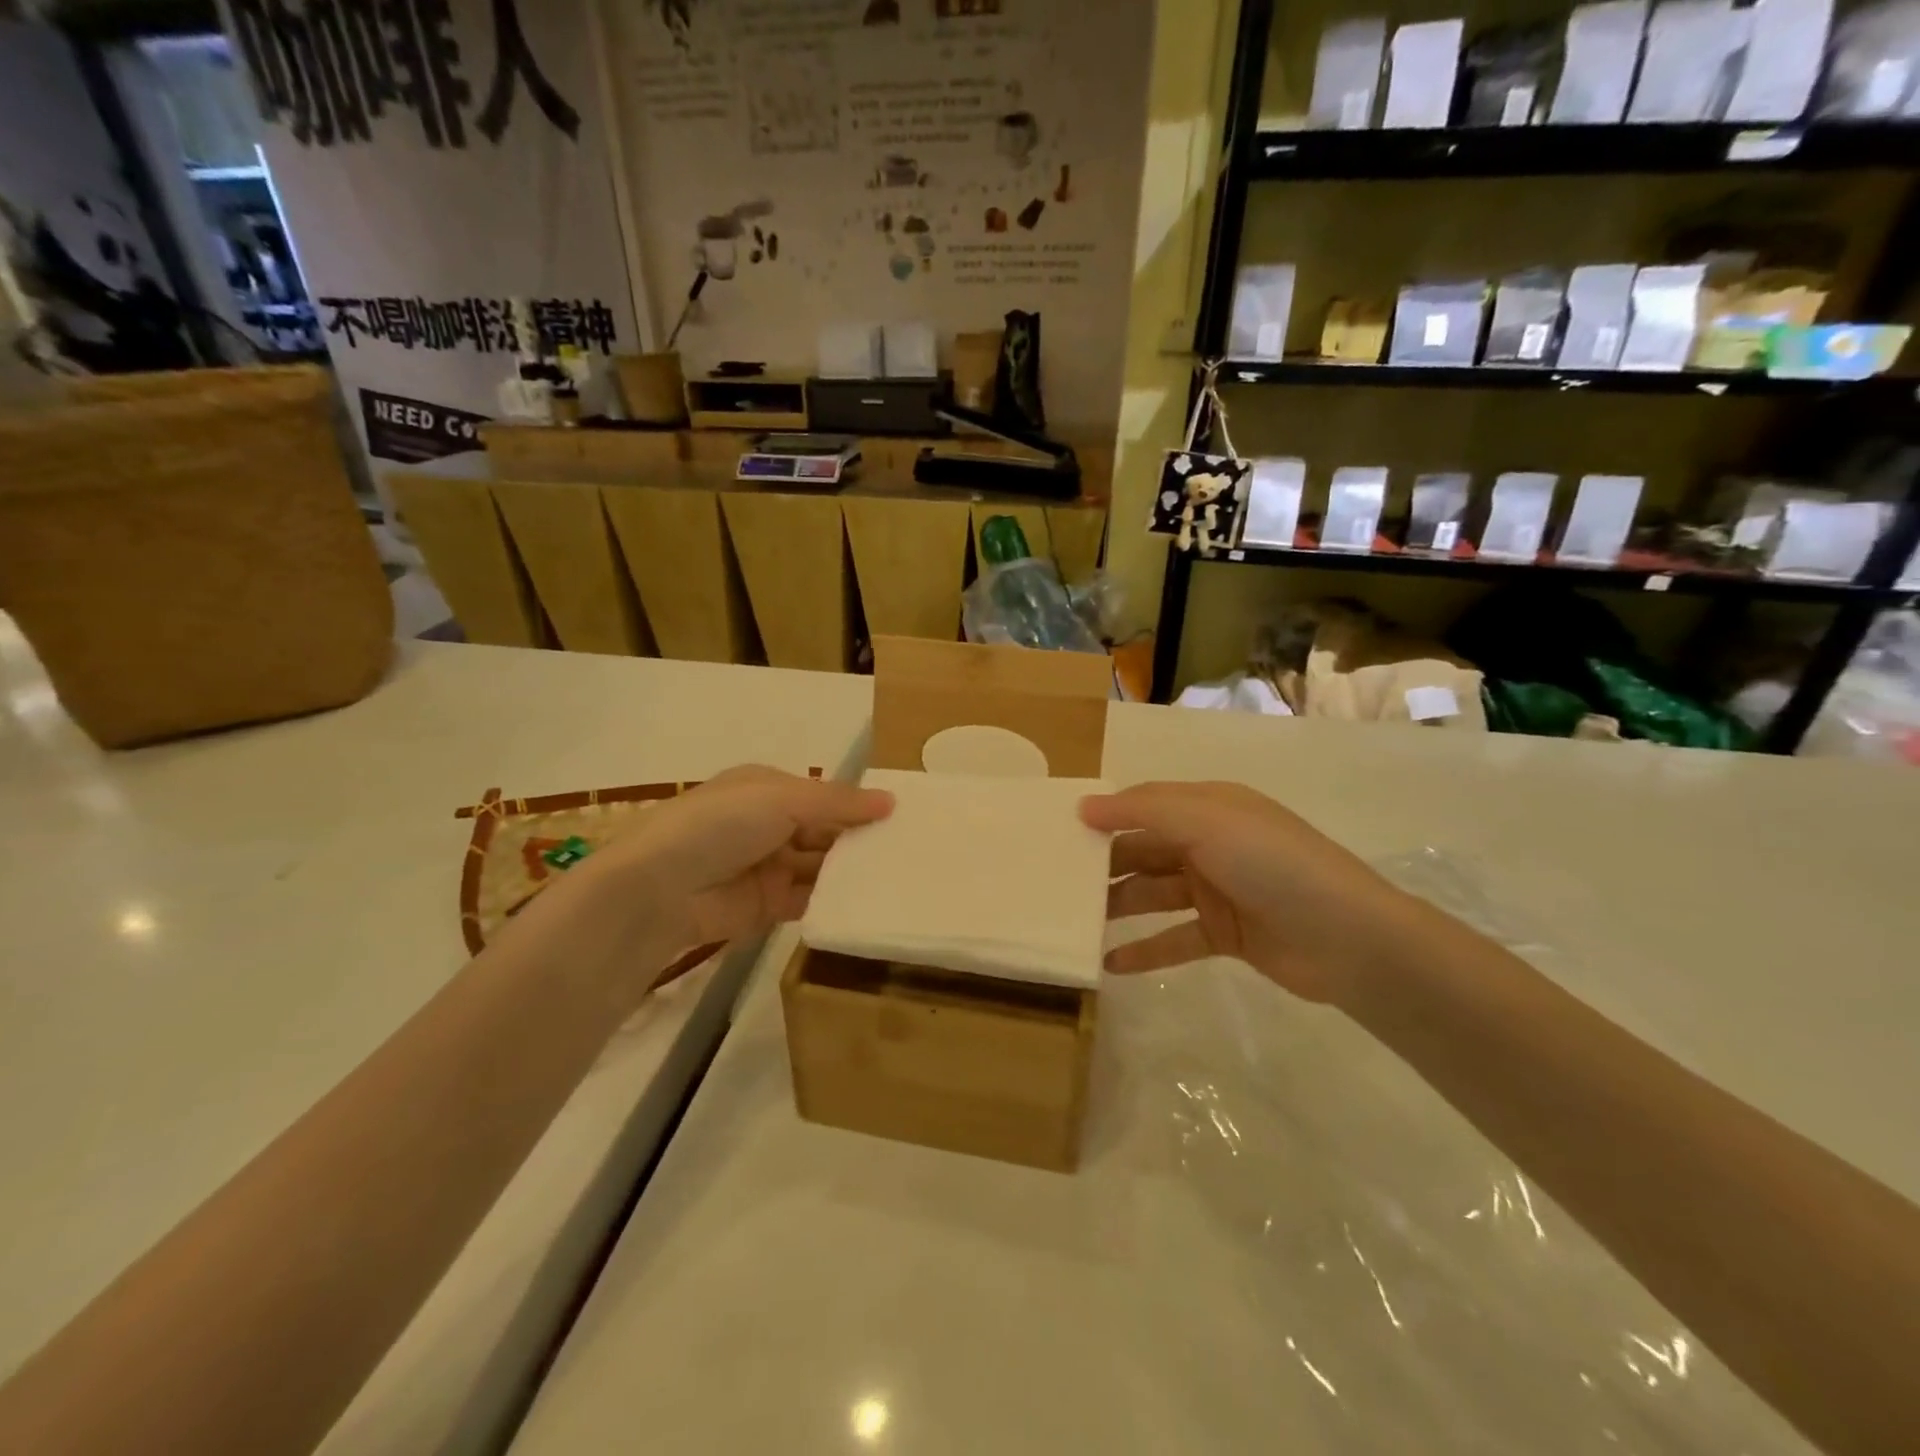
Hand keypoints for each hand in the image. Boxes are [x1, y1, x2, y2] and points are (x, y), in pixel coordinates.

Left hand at [511, 767, 892, 1001]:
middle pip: (825, 832)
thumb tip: (891, 801)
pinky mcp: (766, 907)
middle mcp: (768, 825)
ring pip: (820, 867)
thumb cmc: (721, 825)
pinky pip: (809, 900)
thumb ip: (838, 802)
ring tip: (899, 878)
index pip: (824, 795)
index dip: (858, 805)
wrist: (658, 890)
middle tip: (910, 852)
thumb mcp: (782, 798)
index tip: (902, 817)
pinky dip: (834, 901)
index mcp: (767, 789)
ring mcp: (767, 867)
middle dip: (859, 840)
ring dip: (851, 871)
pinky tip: (868, 903)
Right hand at [1081, 781, 1416, 1003]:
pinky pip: (1174, 939)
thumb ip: (1142, 811)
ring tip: (1073, 923)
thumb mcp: (1205, 822)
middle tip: (1056, 884)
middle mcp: (1210, 844)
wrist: (1350, 939)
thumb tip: (1084, 806)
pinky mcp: (1226, 934)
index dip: (1104, 816)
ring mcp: (1218, 890)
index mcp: (1208, 808)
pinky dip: (1145, 949)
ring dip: (1117, 906)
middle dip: (1103, 865)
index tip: (1058, 833)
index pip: (1144, 805)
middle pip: (1144, 850)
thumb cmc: (1272, 864)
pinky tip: (1109, 963)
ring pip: (1153, 895)